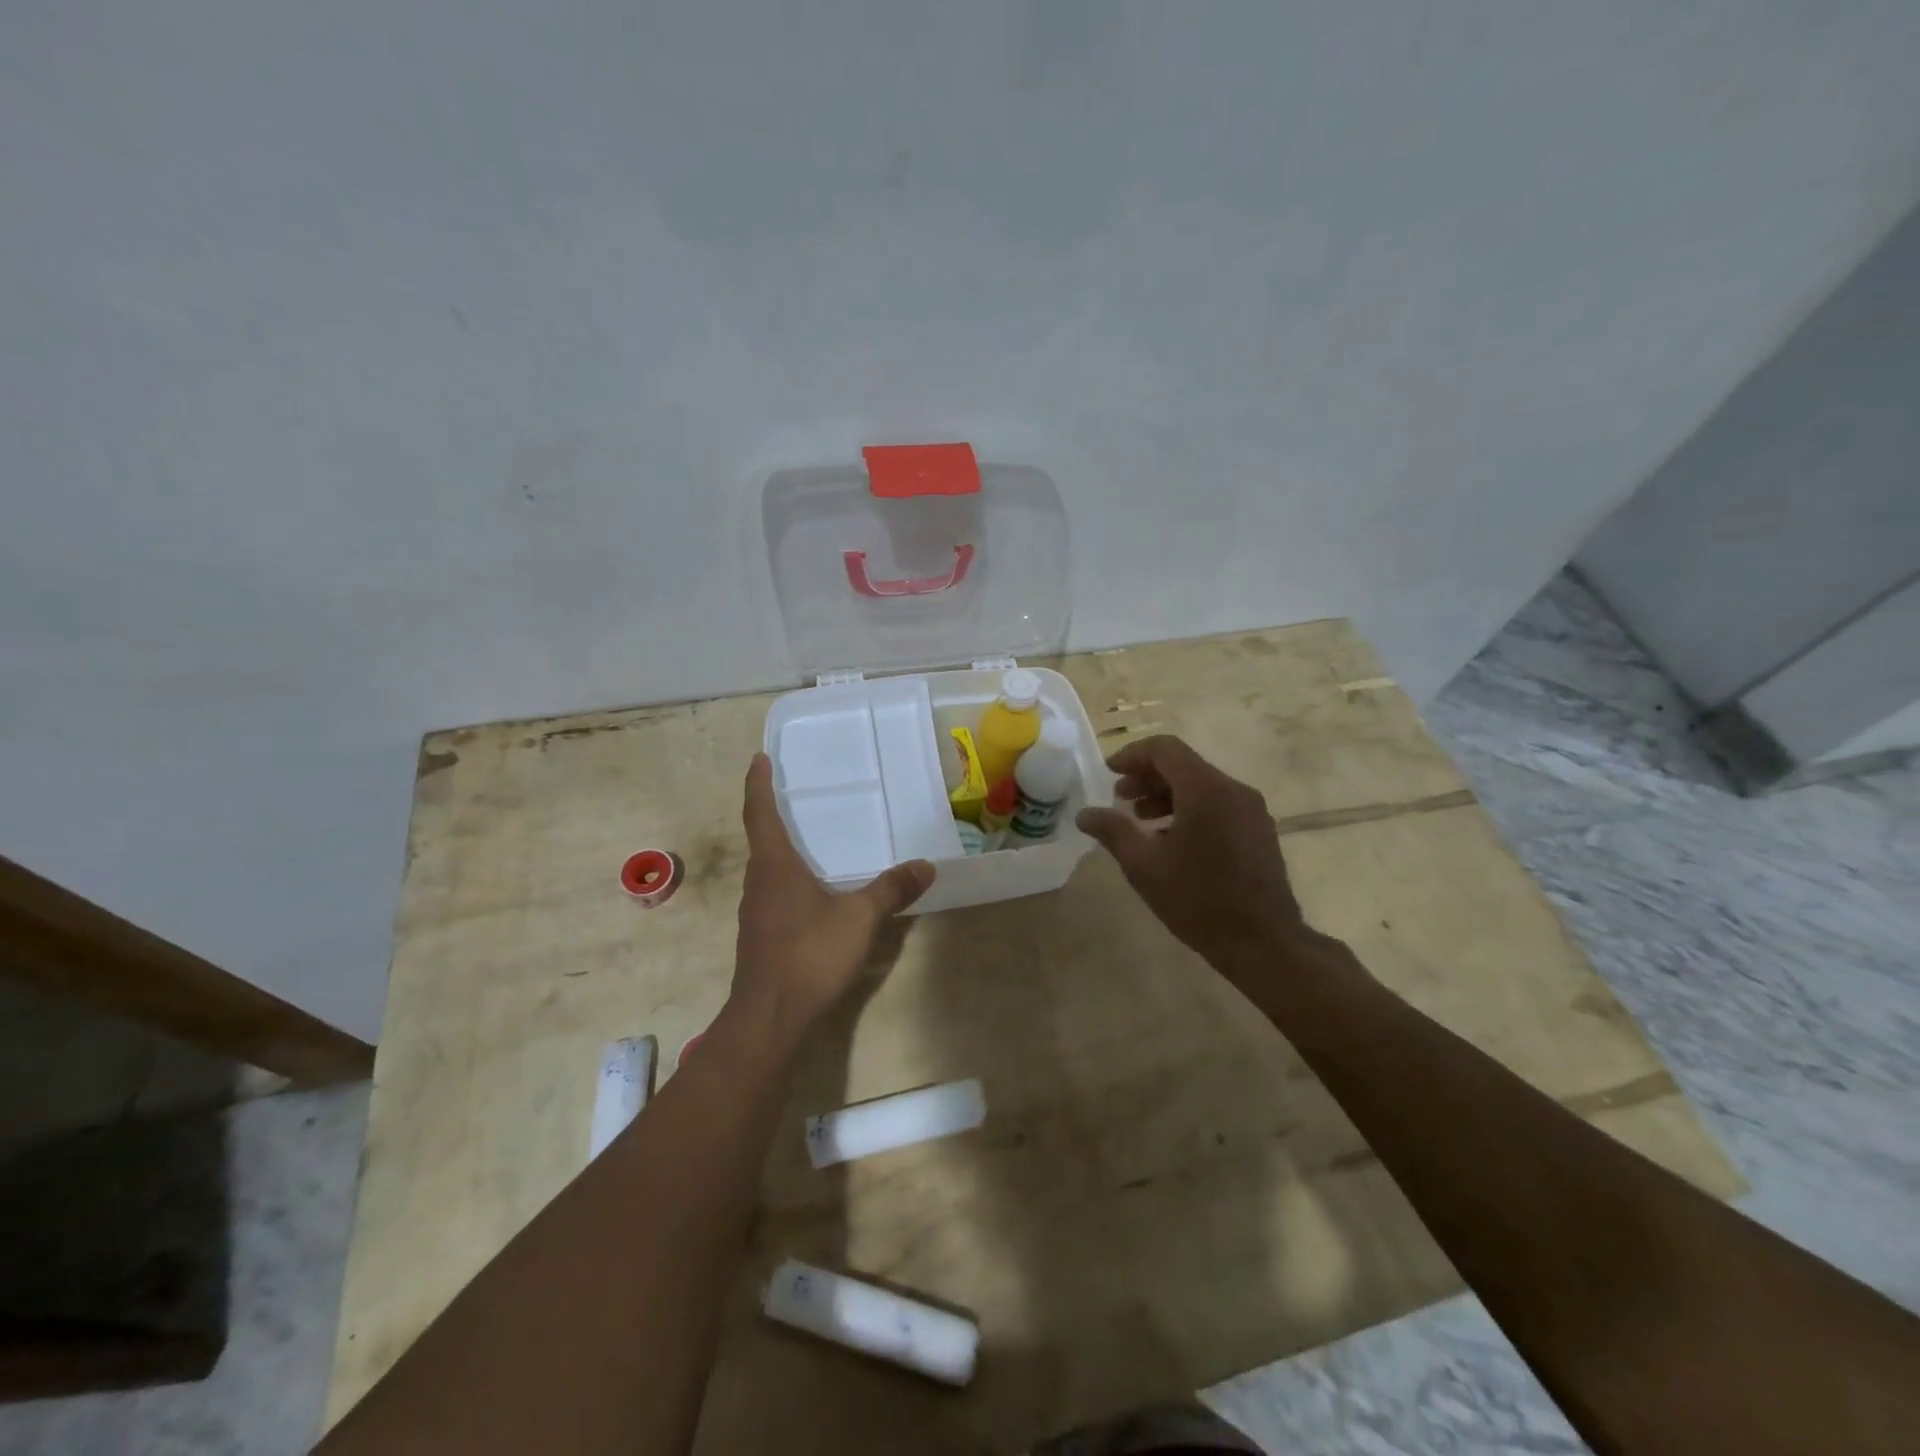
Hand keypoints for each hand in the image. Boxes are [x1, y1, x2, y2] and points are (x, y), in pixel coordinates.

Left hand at [731, 753, 934, 1035]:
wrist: (770, 1017)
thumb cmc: (809, 954)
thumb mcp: (859, 918)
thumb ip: (891, 890)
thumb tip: (925, 865)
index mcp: (774, 866)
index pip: (759, 813)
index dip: (758, 784)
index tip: (758, 758)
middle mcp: (758, 882)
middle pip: (761, 838)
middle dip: (773, 812)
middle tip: (793, 792)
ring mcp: (756, 911)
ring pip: (767, 868)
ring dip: (782, 848)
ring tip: (810, 837)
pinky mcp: (761, 935)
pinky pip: (774, 892)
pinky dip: (789, 878)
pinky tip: (813, 891)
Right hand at [1076, 735, 1309, 973]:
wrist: (1263, 942)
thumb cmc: (1198, 900)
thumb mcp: (1144, 866)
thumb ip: (1113, 831)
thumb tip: (1085, 814)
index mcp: (1205, 790)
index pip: (1165, 749)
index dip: (1132, 755)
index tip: (1109, 773)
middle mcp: (1233, 789)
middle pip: (1184, 765)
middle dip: (1147, 776)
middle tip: (1120, 799)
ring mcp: (1251, 809)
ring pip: (1202, 785)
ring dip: (1167, 794)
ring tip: (1142, 821)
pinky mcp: (1258, 829)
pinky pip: (1218, 803)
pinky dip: (1190, 808)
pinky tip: (1171, 839)